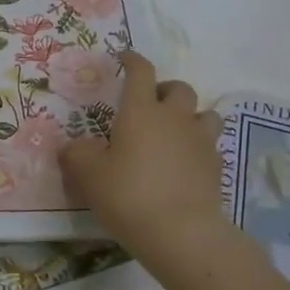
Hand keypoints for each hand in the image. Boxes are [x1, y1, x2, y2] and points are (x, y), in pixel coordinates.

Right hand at [59, 51, 225, 263]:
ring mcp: (200, 142)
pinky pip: (210, 146)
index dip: (133, 60)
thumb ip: (77, 154)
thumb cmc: (128, 195)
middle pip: (179, 88)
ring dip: (189, 116)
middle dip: (165, 90)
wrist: (181, 232)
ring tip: (174, 132)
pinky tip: (185, 164)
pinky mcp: (216, 167)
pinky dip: (198, 148)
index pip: (140, 72)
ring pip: (204, 114)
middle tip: (149, 105)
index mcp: (141, 111)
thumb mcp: (87, 175)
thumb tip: (73, 146)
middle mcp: (174, 118)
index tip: (125, 57)